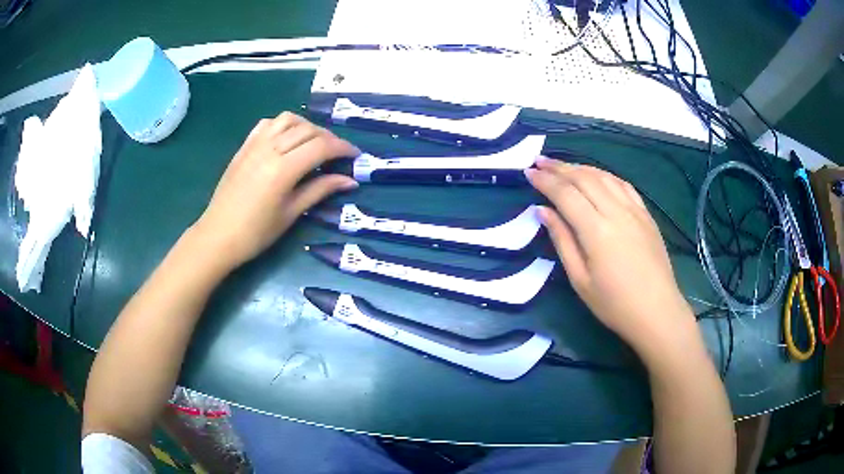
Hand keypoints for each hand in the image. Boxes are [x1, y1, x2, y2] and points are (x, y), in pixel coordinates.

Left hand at [191, 112, 357, 271]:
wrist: (218, 236)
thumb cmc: (256, 233)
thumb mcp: (291, 213)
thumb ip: (320, 190)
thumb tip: (350, 180)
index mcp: (283, 169)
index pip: (321, 146)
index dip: (343, 148)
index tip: (355, 156)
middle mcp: (270, 149)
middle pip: (308, 130)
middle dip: (329, 138)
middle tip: (338, 155)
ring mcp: (255, 144)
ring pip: (288, 119)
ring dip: (307, 126)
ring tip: (314, 143)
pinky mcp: (245, 146)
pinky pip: (268, 123)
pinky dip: (284, 125)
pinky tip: (287, 139)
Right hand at [526, 158, 694, 355]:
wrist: (657, 311)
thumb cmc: (614, 304)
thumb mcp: (580, 280)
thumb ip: (562, 241)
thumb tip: (543, 211)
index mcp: (596, 230)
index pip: (565, 194)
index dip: (545, 181)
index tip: (528, 172)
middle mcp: (616, 211)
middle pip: (584, 178)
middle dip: (559, 167)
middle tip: (540, 161)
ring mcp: (634, 210)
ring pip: (604, 177)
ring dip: (580, 167)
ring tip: (563, 166)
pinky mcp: (646, 214)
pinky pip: (623, 185)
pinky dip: (605, 175)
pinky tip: (597, 176)